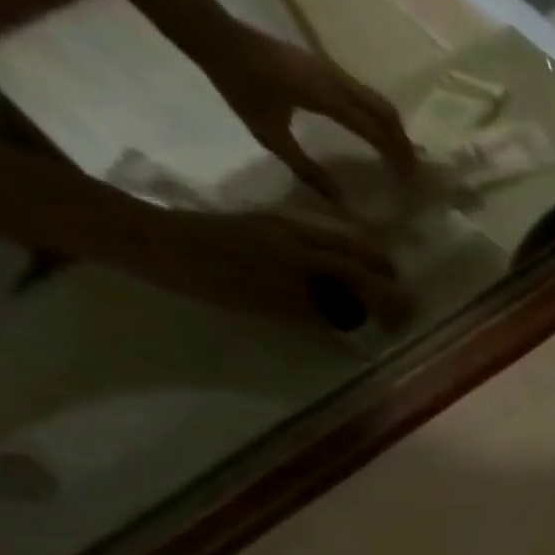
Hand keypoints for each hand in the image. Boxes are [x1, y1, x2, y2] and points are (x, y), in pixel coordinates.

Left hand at [107, 204, 409, 328]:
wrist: (145, 241)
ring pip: (339, 244)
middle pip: (358, 252)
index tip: (408, 320)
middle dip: (385, 278)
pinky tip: (332, 279)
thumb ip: (320, 312)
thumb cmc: (209, 278)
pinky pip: (316, 243)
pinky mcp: (262, 229)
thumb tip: (359, 324)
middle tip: (397, 304)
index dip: (392, 299)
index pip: (366, 276)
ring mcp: (279, 229)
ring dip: (363, 267)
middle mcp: (299, 235)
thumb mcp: (271, 304)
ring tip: (371, 293)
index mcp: (305, 254)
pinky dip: (337, 260)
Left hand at [202, 25, 417, 201]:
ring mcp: (331, 70)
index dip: (397, 157)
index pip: (376, 132)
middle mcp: (336, 82)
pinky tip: (374, 133)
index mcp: (326, 99)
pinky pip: (364, 95)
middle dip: (403, 143)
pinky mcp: (324, 67)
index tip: (411, 181)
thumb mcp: (269, 134)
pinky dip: (378, 117)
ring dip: (393, 129)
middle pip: (386, 113)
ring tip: (399, 155)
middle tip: (412, 172)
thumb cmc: (239, 84)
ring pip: (378, 102)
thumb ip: (306, 169)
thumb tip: (341, 203)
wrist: (212, 34)